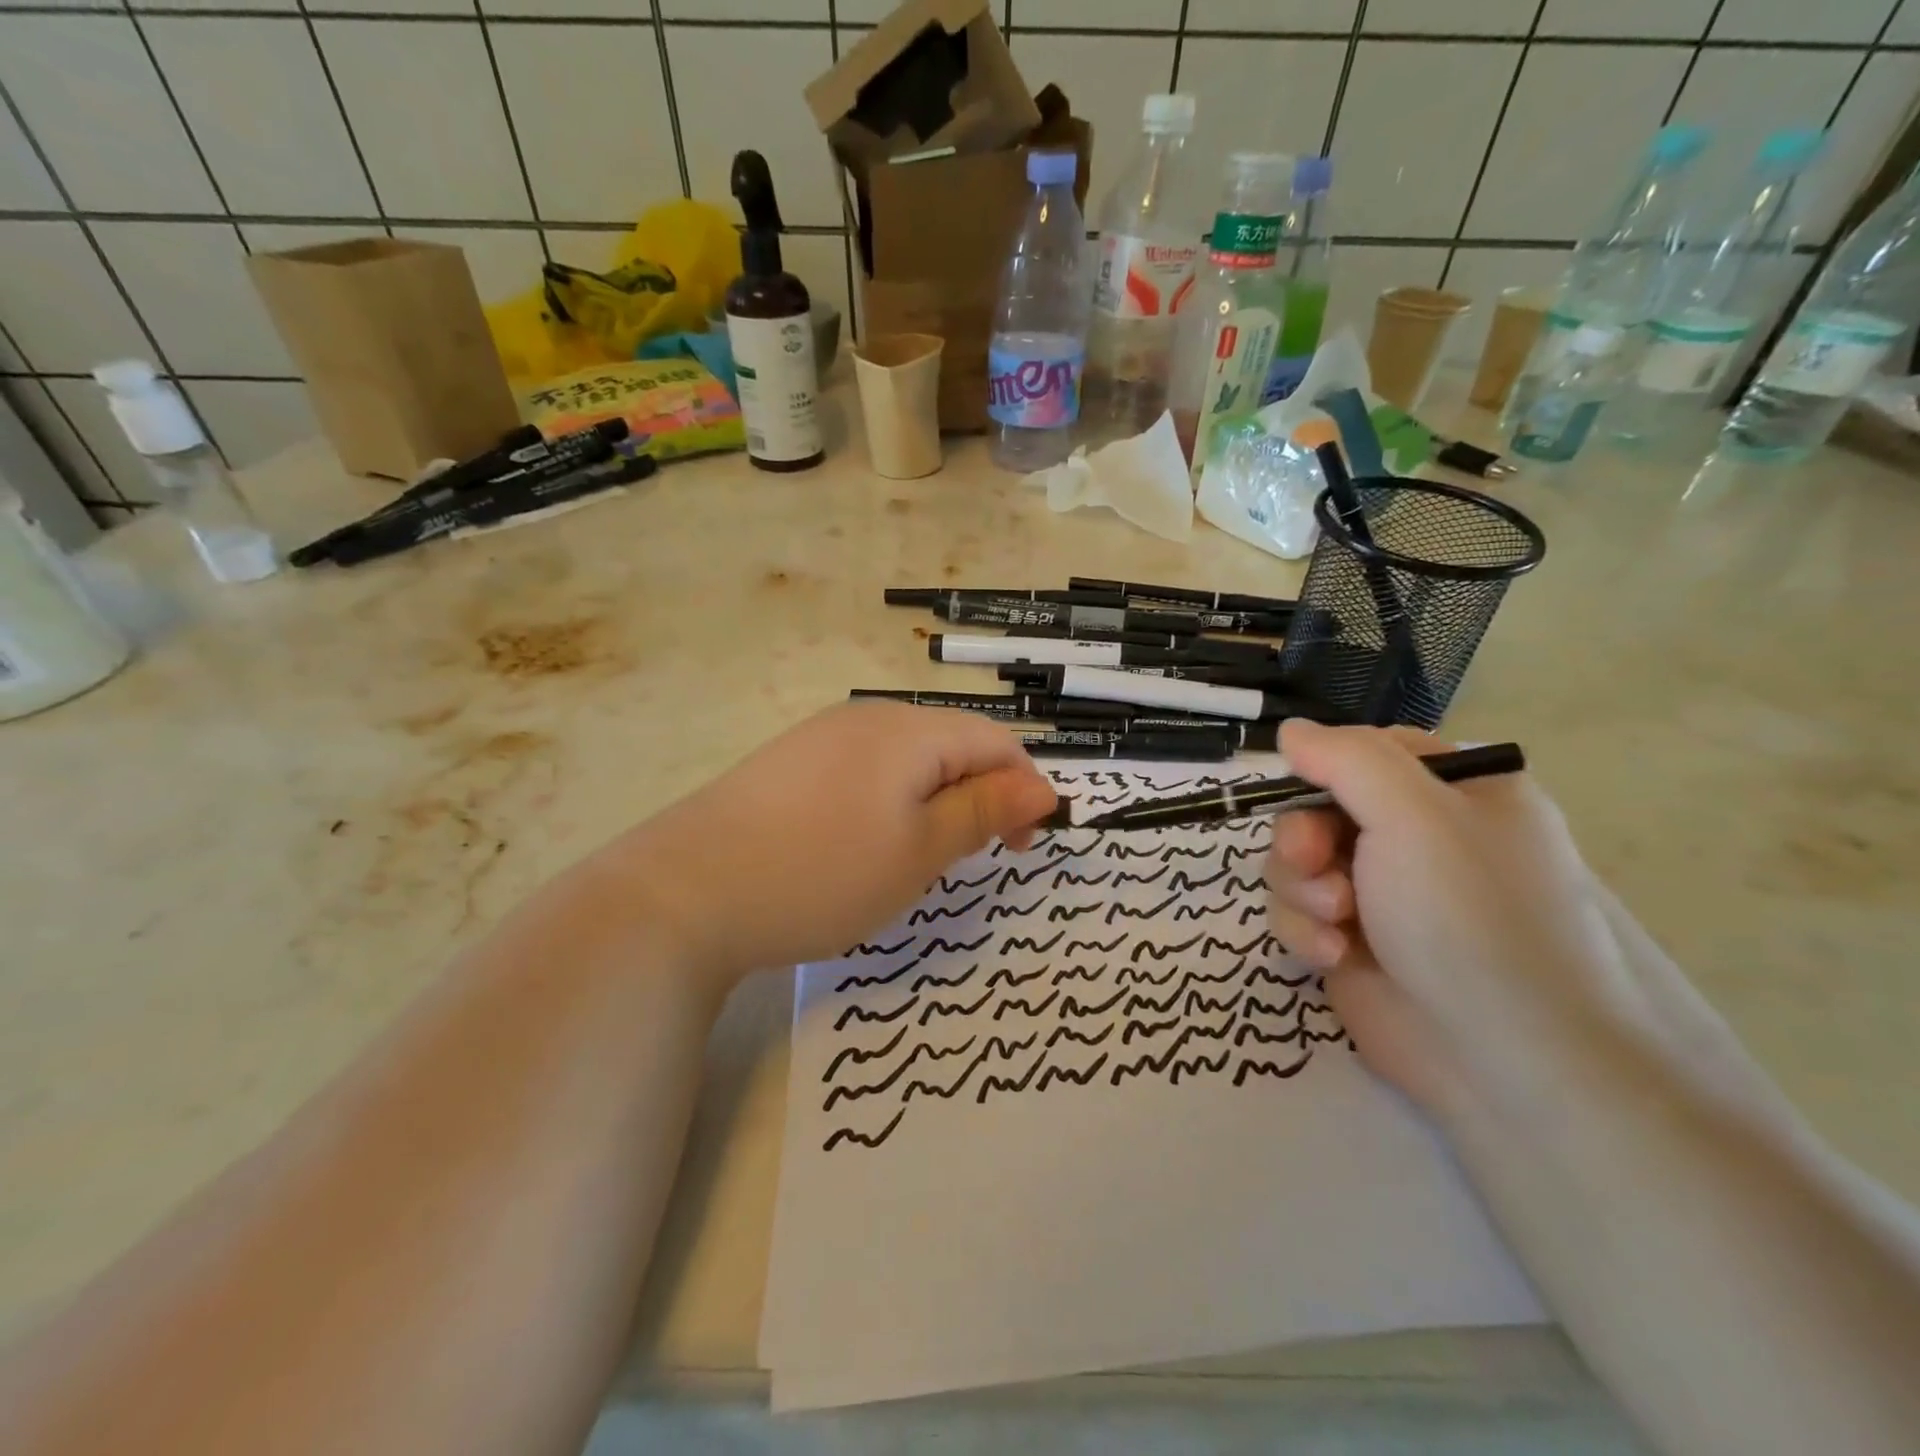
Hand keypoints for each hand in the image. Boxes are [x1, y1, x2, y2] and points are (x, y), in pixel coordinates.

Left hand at [605, 702, 1056, 989]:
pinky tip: (860, 845)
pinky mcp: (792, 763)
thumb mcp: (919, 851)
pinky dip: (888, 804)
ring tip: (912, 859)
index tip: (1017, 851)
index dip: (1023, 791)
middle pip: (952, 746)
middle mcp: (868, 717)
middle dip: (976, 798)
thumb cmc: (821, 873)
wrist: (684, 893)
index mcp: (909, 730)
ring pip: (909, 761)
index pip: (996, 742)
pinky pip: (866, 771)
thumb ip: (984, 812)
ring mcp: (823, 736)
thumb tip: (1044, 787)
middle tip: (961, 862)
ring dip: (933, 804)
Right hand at [1265, 720, 1641, 1113]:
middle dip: (1303, 837)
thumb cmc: (1471, 917)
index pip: (1365, 752)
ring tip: (1336, 922)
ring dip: (1300, 887)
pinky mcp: (1350, 941)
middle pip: (1317, 807)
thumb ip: (1346, 759)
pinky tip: (1332, 955)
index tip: (1304, 788)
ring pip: (1295, 861)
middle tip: (1314, 863)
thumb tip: (1289, 730)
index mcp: (1455, 794)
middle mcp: (1416, 839)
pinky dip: (1304, 929)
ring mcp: (1381, 894)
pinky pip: (1296, 911)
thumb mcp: (1414, 815)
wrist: (1505, 1060)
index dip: (1324, 767)